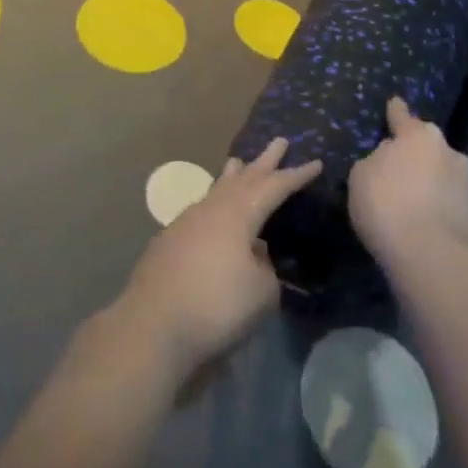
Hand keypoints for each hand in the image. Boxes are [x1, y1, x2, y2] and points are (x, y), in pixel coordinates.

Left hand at [116, 138, 321, 380]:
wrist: (152, 326)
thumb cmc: (216, 306)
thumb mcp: (262, 292)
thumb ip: (265, 267)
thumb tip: (254, 254)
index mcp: (238, 214)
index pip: (274, 187)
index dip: (296, 176)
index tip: (315, 163)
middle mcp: (211, 209)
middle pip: (243, 178)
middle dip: (264, 161)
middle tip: (279, 141)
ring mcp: (185, 223)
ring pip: (216, 190)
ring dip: (232, 176)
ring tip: (238, 162)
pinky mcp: (168, 242)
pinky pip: (201, 211)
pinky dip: (215, 202)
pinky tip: (213, 212)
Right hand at [348, 98, 467, 267]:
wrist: (433, 256)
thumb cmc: (387, 205)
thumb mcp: (361, 177)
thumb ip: (376, 161)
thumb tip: (390, 159)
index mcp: (420, 137)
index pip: (403, 118)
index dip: (396, 112)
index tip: (395, 102)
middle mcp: (451, 154)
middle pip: (429, 151)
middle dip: (417, 159)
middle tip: (399, 176)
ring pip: (445, 181)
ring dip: (432, 189)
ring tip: (414, 210)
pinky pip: (454, 211)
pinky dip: (443, 216)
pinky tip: (429, 233)